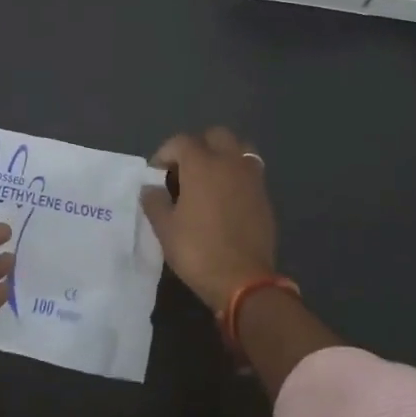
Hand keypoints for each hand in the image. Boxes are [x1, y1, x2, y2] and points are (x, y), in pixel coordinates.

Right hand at [139, 127, 277, 312]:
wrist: (243, 281)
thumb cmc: (198, 251)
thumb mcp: (165, 228)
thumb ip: (154, 201)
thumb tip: (151, 188)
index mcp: (202, 164)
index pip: (181, 142)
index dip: (165, 154)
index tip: (156, 175)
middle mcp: (230, 162)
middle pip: (216, 135)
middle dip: (198, 146)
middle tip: (185, 171)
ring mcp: (252, 178)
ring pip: (239, 149)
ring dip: (223, 156)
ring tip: (209, 180)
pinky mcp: (265, 196)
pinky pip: (250, 172)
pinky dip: (237, 175)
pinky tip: (226, 199)